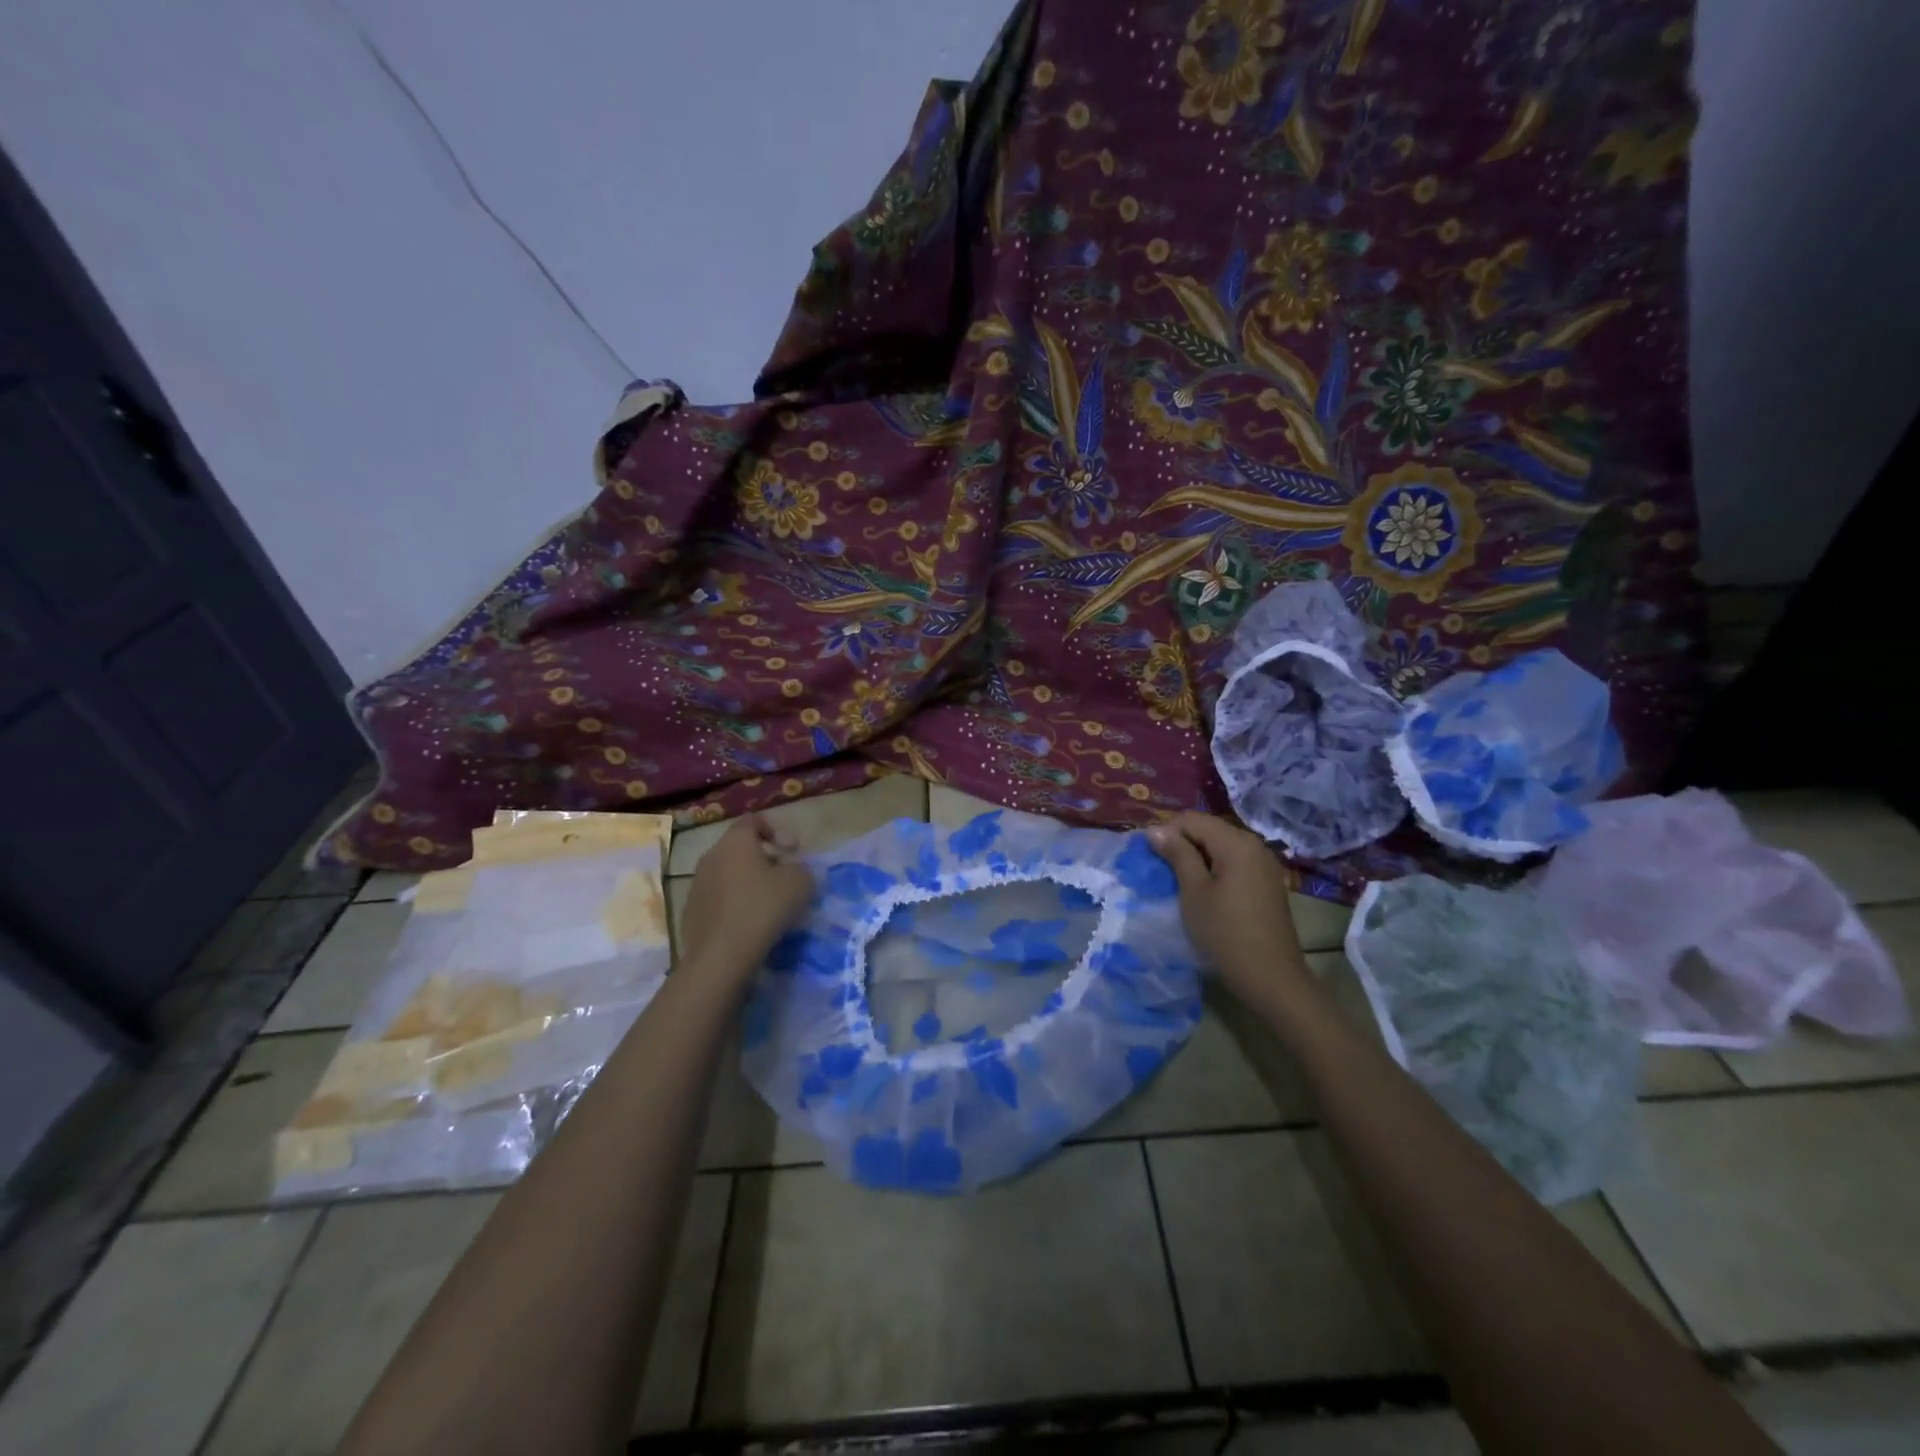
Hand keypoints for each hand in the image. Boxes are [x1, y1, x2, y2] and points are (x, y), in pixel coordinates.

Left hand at [678, 815, 814, 973]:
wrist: (719, 957)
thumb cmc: (762, 909)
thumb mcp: (800, 883)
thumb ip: (801, 868)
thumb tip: (794, 871)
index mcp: (735, 842)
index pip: (753, 820)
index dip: (776, 830)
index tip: (792, 851)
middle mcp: (711, 856)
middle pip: (740, 849)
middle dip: (764, 859)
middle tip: (784, 878)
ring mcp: (697, 885)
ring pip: (728, 874)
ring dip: (748, 883)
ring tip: (768, 904)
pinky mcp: (691, 912)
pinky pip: (719, 899)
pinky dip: (735, 904)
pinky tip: (749, 924)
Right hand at [1146, 812, 1309, 998]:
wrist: (1271, 977)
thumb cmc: (1225, 932)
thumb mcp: (1193, 892)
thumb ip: (1177, 855)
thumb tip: (1156, 830)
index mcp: (1236, 842)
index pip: (1192, 819)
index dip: (1167, 832)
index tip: (1151, 858)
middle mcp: (1254, 844)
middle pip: (1209, 829)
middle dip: (1182, 843)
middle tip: (1162, 870)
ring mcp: (1264, 864)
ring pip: (1221, 846)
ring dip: (1197, 857)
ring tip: (1179, 881)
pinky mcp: (1267, 882)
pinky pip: (1234, 862)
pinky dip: (1215, 868)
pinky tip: (1204, 891)